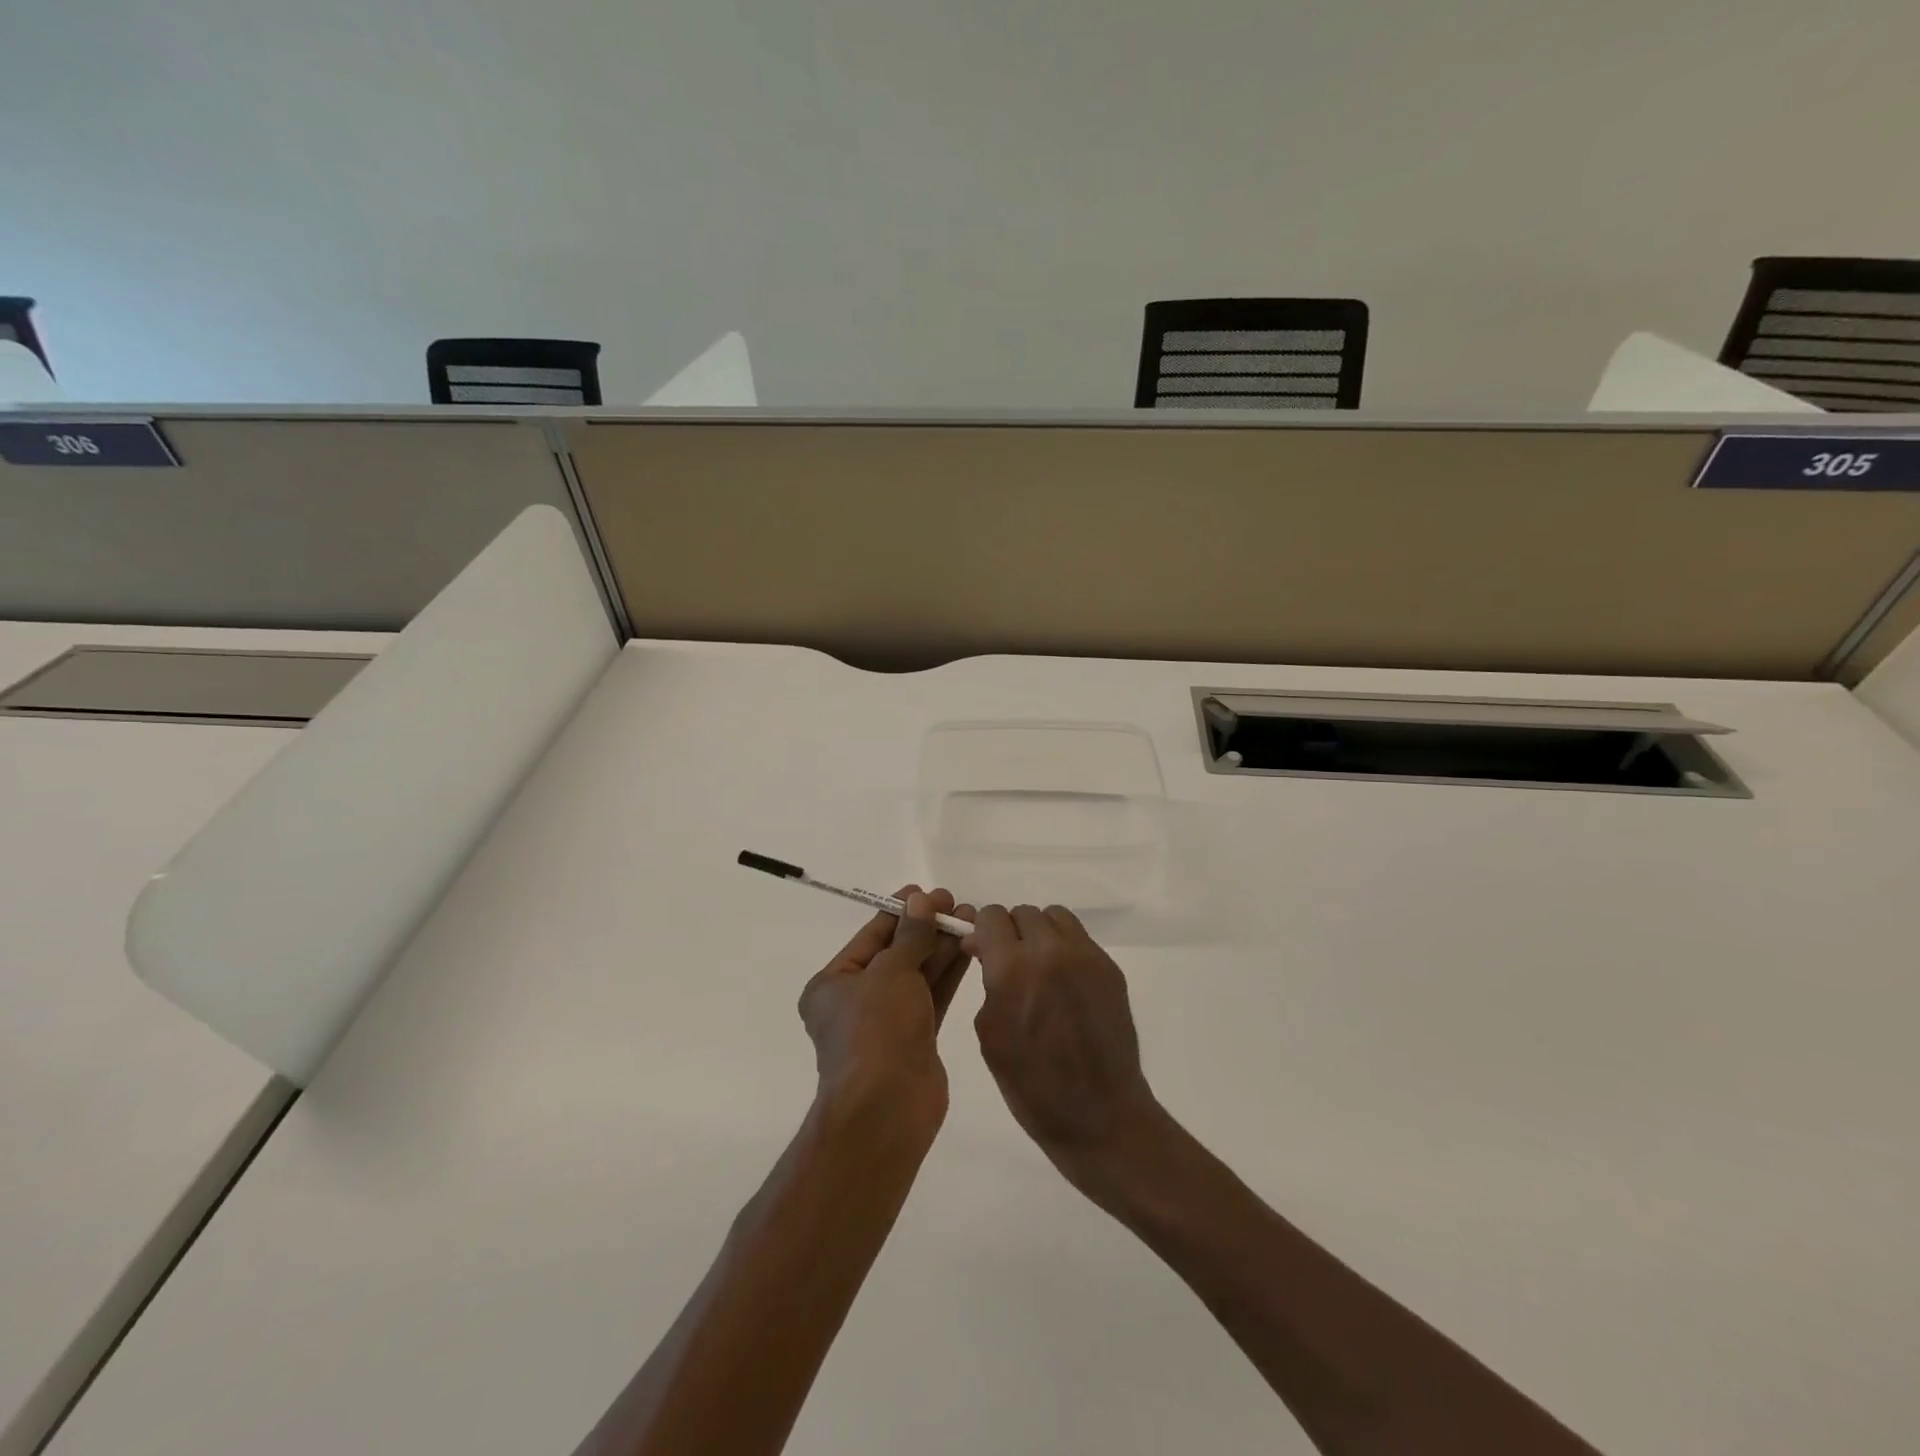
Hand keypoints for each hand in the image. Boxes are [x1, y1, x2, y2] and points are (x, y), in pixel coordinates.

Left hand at [798, 887, 973, 1128]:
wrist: (887, 1109)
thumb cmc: (876, 1030)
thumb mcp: (892, 972)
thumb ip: (911, 935)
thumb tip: (922, 901)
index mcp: (833, 984)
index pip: (870, 936)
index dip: (899, 911)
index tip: (927, 892)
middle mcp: (856, 1001)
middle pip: (896, 953)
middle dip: (926, 928)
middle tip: (957, 904)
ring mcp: (886, 1023)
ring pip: (917, 975)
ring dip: (941, 947)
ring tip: (970, 919)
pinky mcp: (915, 1040)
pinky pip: (931, 997)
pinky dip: (948, 974)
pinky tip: (969, 949)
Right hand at [966, 904, 1163, 1189]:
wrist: (1099, 1115)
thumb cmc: (1031, 1085)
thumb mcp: (991, 1033)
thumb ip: (988, 982)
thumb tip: (987, 951)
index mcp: (1012, 969)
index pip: (991, 917)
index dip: (983, 932)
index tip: (983, 953)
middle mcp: (1049, 951)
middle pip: (1022, 913)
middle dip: (1010, 933)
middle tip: (1010, 965)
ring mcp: (1085, 957)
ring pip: (1054, 917)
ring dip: (1040, 935)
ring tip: (1040, 969)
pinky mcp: (1109, 968)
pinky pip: (1079, 939)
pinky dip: (1065, 950)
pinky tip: (1065, 984)